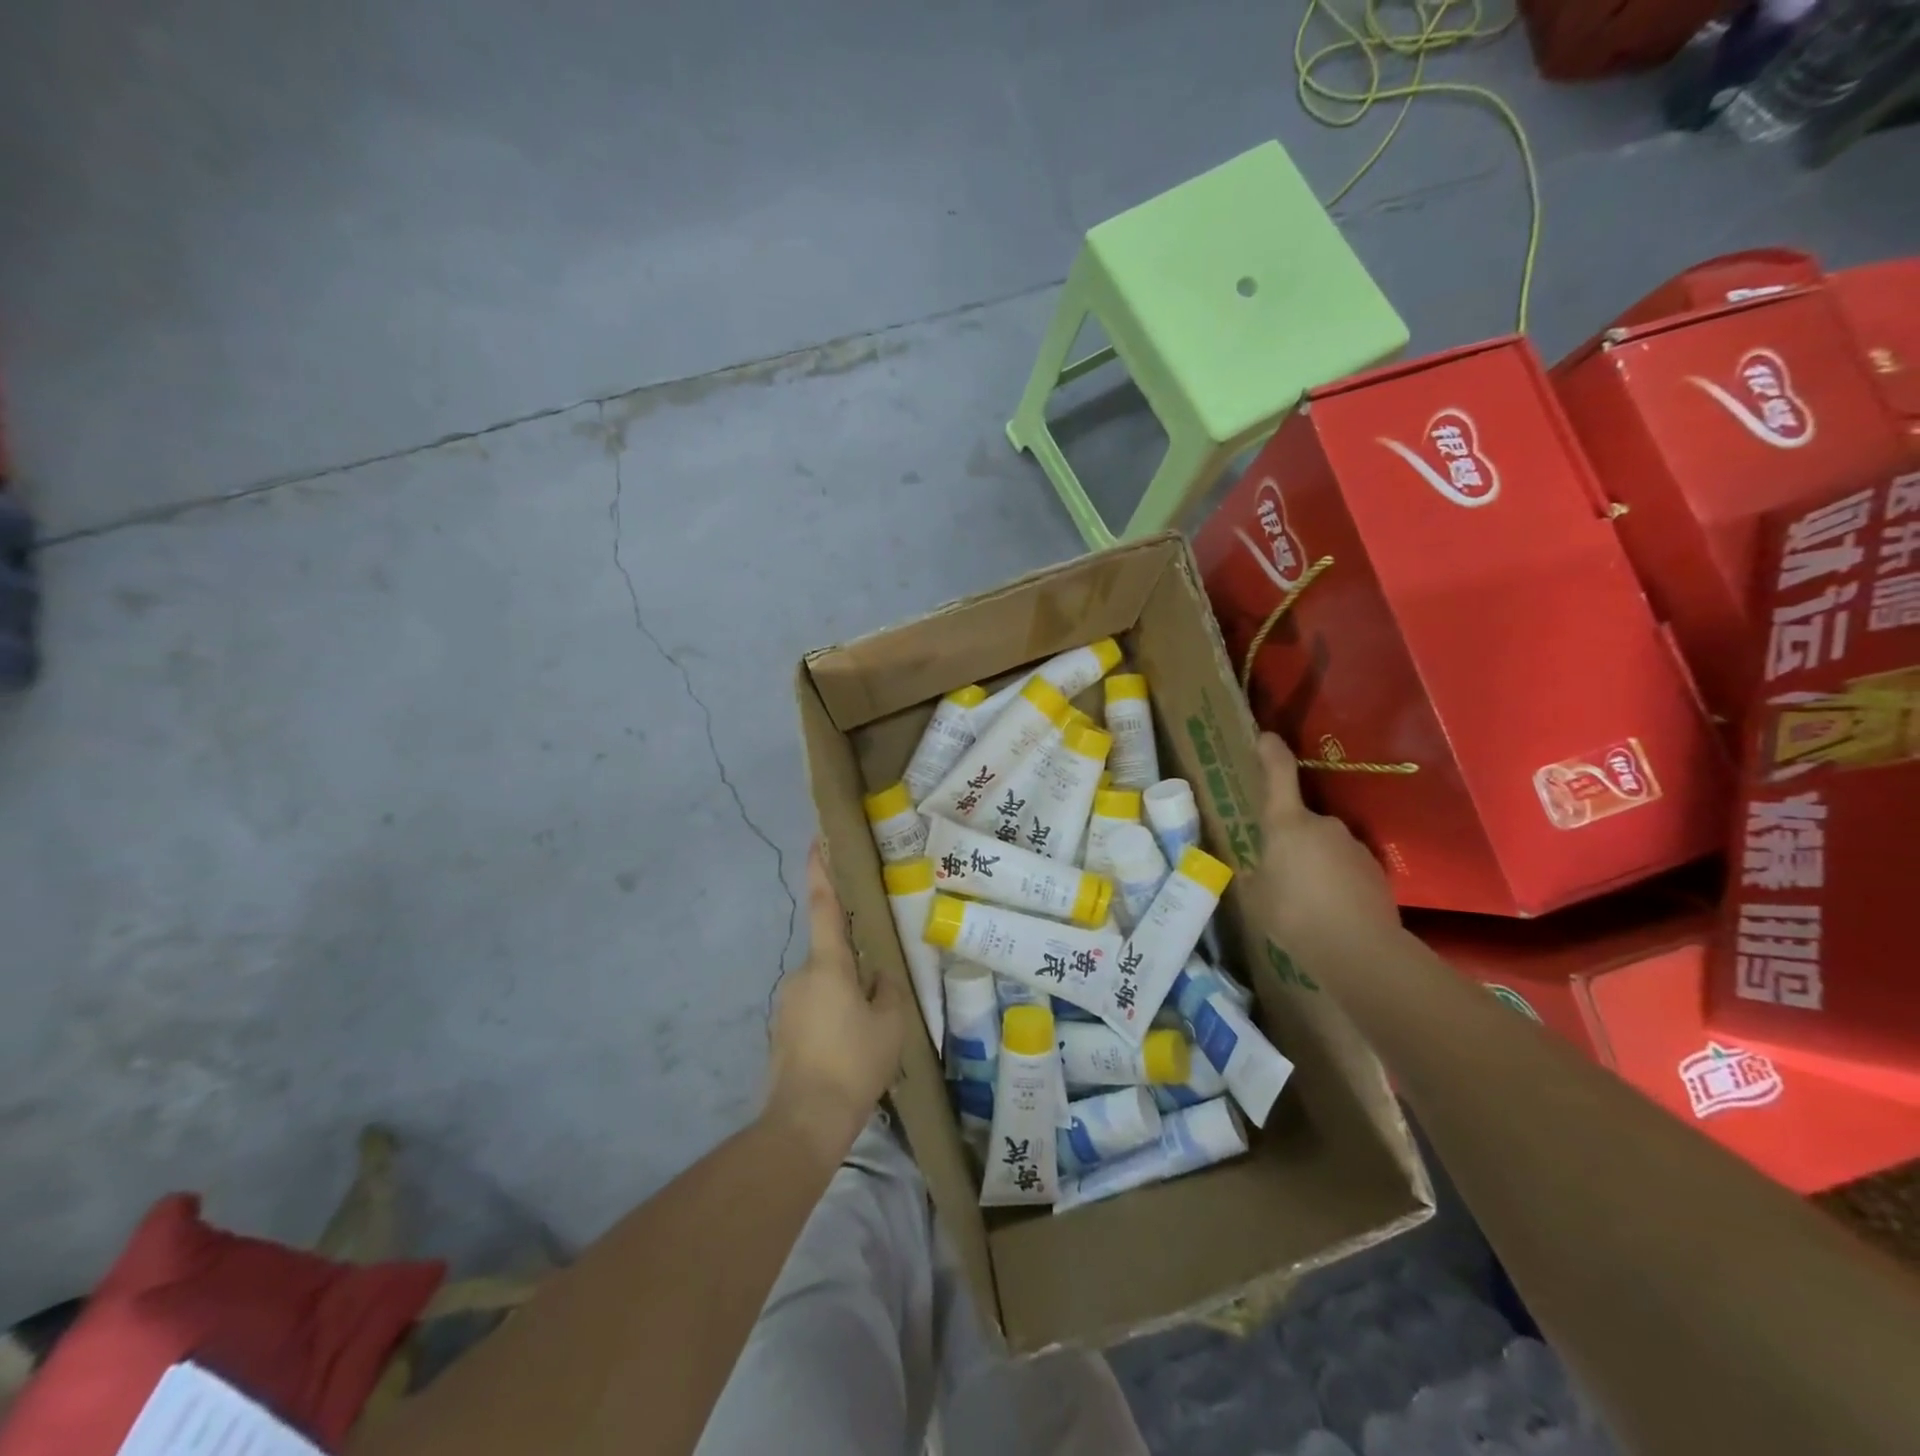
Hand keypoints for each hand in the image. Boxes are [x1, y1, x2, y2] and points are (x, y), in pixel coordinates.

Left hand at [764, 842, 907, 1159]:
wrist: (804, 1121)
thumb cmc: (853, 1063)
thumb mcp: (890, 1023)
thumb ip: (888, 989)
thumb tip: (878, 975)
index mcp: (828, 965)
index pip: (825, 907)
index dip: (821, 871)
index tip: (816, 840)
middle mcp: (801, 975)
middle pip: (833, 956)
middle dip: (855, 969)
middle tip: (880, 997)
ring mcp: (787, 1004)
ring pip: (826, 987)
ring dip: (846, 999)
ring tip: (869, 1034)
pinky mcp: (782, 1031)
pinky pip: (815, 1011)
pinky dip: (833, 1020)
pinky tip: (849, 1051)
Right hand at [1256, 733, 1398, 956]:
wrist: (1360, 950)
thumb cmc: (1294, 915)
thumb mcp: (1256, 896)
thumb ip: (1256, 875)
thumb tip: (1260, 870)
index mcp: (1287, 824)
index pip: (1279, 775)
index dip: (1271, 753)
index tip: (1265, 736)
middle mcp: (1324, 824)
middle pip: (1300, 821)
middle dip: (1289, 841)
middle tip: (1278, 874)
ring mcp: (1353, 846)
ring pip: (1324, 846)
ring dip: (1314, 863)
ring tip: (1305, 900)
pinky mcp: (1375, 871)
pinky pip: (1345, 868)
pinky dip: (1335, 882)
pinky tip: (1329, 911)